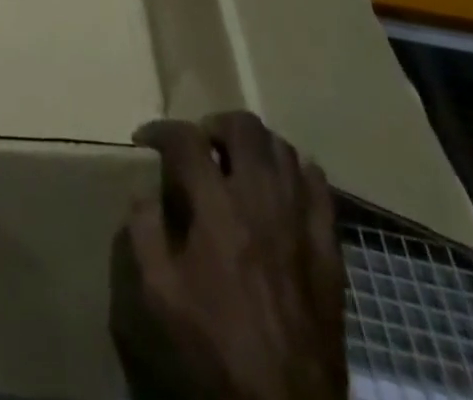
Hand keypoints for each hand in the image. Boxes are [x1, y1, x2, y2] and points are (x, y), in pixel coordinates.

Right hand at [112, 112, 347, 399]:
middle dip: (214, 125)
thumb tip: (143, 192)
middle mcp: (261, 198)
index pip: (185, 139)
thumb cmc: (217, 347)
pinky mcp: (329, 244)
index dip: (160, 130)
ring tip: (238, 164)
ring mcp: (300, 219)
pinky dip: (297, 172)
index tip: (146, 140)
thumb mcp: (161, 295)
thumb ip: (145, 232)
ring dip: (254, 146)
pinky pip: (319, 184)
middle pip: (242, 126)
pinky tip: (282, 188)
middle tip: (200, 147)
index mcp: (217, 208)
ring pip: (282, 147)